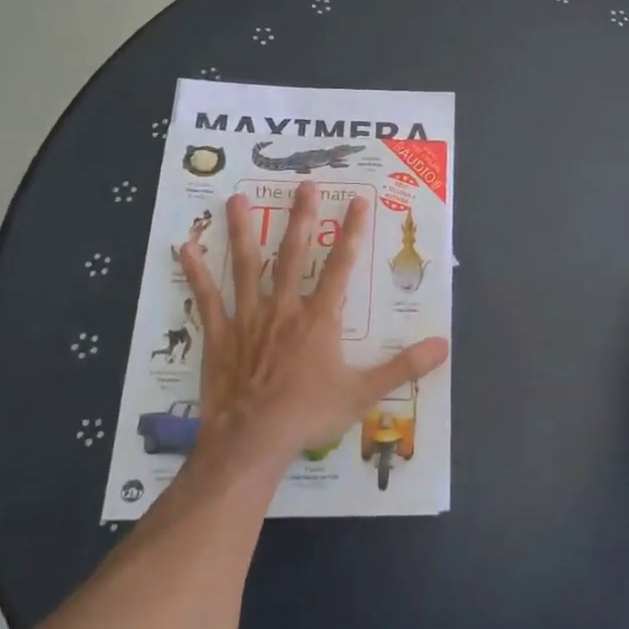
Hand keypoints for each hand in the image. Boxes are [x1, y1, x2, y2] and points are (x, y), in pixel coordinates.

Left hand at [180, 182, 447, 469]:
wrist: (252, 442)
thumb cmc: (308, 415)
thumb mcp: (363, 393)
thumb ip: (403, 367)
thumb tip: (442, 345)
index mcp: (320, 319)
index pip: (341, 267)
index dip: (352, 233)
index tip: (358, 201)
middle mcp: (285, 308)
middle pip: (294, 254)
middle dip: (301, 218)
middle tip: (303, 185)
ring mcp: (249, 318)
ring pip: (246, 266)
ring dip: (242, 231)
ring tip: (236, 199)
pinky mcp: (221, 335)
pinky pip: (207, 299)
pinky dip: (196, 274)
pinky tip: (185, 248)